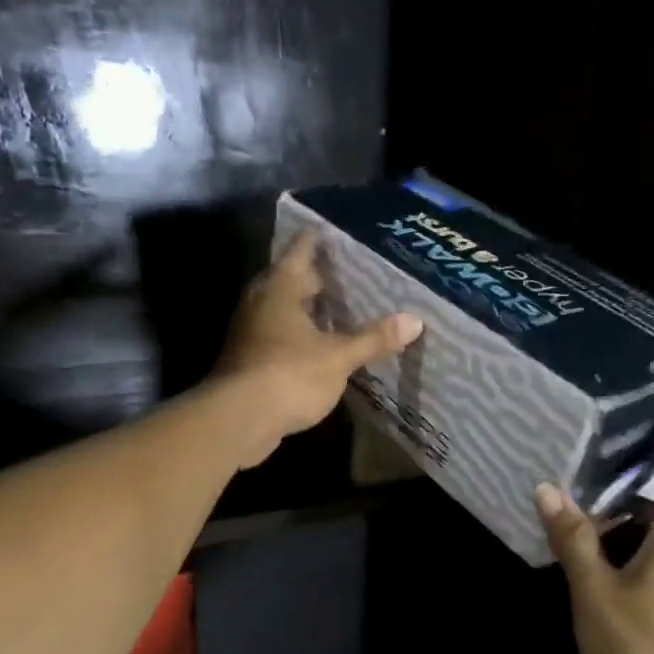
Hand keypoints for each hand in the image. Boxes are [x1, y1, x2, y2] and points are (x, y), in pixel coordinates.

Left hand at [212, 233, 422, 467]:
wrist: (238, 420)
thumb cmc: (289, 374)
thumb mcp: (339, 356)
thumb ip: (374, 338)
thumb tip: (415, 320)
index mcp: (280, 288)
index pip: (301, 250)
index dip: (319, 240)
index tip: (340, 234)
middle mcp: (260, 301)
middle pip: (291, 280)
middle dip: (320, 278)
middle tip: (354, 276)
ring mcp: (250, 331)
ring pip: (284, 310)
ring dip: (309, 310)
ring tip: (344, 311)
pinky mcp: (249, 359)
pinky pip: (279, 336)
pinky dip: (300, 336)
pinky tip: (322, 347)